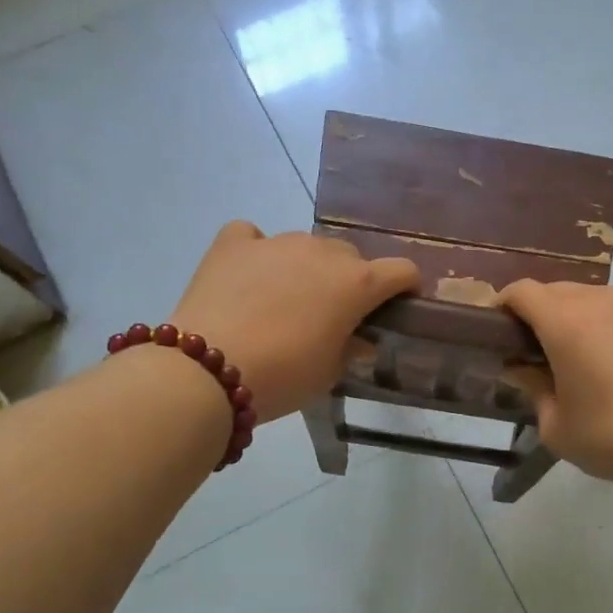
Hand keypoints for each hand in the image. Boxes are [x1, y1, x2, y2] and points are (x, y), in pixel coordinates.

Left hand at [168, 223, 417, 422]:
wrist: (208, 370)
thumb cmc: (284, 376)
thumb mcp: (329, 373)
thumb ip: (351, 349)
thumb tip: (359, 340)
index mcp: (356, 283)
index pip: (401, 270)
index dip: (405, 286)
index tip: (396, 305)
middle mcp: (322, 252)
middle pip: (350, 257)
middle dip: (350, 280)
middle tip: (332, 314)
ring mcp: (276, 242)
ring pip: (306, 246)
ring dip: (306, 267)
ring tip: (283, 300)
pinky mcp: (234, 243)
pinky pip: (253, 236)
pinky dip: (255, 250)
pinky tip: (248, 273)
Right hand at [498, 281, 612, 497]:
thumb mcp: (557, 426)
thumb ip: (532, 388)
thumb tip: (520, 368)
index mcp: (565, 321)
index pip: (523, 292)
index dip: (506, 305)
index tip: (502, 328)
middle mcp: (604, 299)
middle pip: (562, 292)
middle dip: (548, 314)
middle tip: (550, 350)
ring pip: (605, 300)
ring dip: (592, 320)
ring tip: (602, 358)